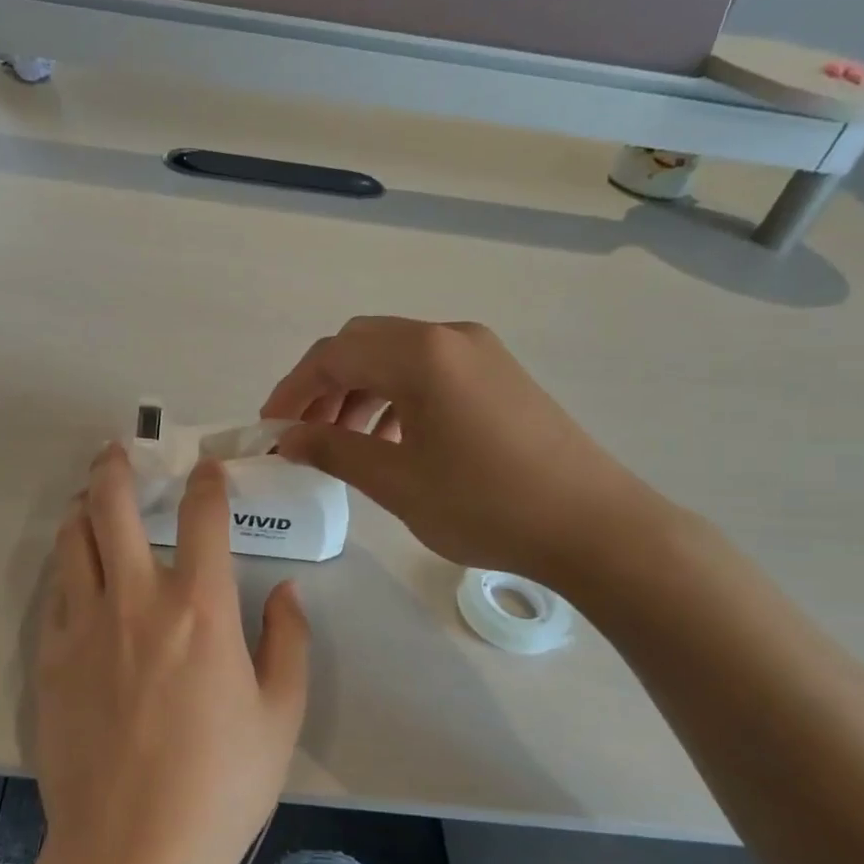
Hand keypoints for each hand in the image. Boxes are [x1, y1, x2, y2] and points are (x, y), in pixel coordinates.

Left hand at [32, 443, 308, 863]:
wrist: (133, 852)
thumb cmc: (221, 785)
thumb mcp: (281, 715)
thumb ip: (289, 642)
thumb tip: (286, 593)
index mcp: (200, 608)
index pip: (201, 517)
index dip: (206, 482)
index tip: (207, 468)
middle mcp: (136, 600)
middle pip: (113, 507)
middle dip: (116, 468)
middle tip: (117, 452)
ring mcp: (84, 627)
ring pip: (72, 542)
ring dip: (83, 510)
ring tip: (91, 501)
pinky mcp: (49, 659)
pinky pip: (55, 594)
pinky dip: (68, 570)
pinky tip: (77, 576)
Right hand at [261, 317, 662, 586]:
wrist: (595, 526)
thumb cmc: (485, 503)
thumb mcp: (396, 481)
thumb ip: (332, 450)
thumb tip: (287, 437)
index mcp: (420, 354)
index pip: (333, 356)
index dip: (291, 390)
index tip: (268, 428)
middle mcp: (448, 337)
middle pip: (362, 346)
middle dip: (323, 387)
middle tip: (303, 434)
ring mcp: (480, 352)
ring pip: (396, 358)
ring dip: (359, 392)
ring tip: (343, 443)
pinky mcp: (500, 375)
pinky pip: (430, 372)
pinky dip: (396, 397)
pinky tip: (393, 441)